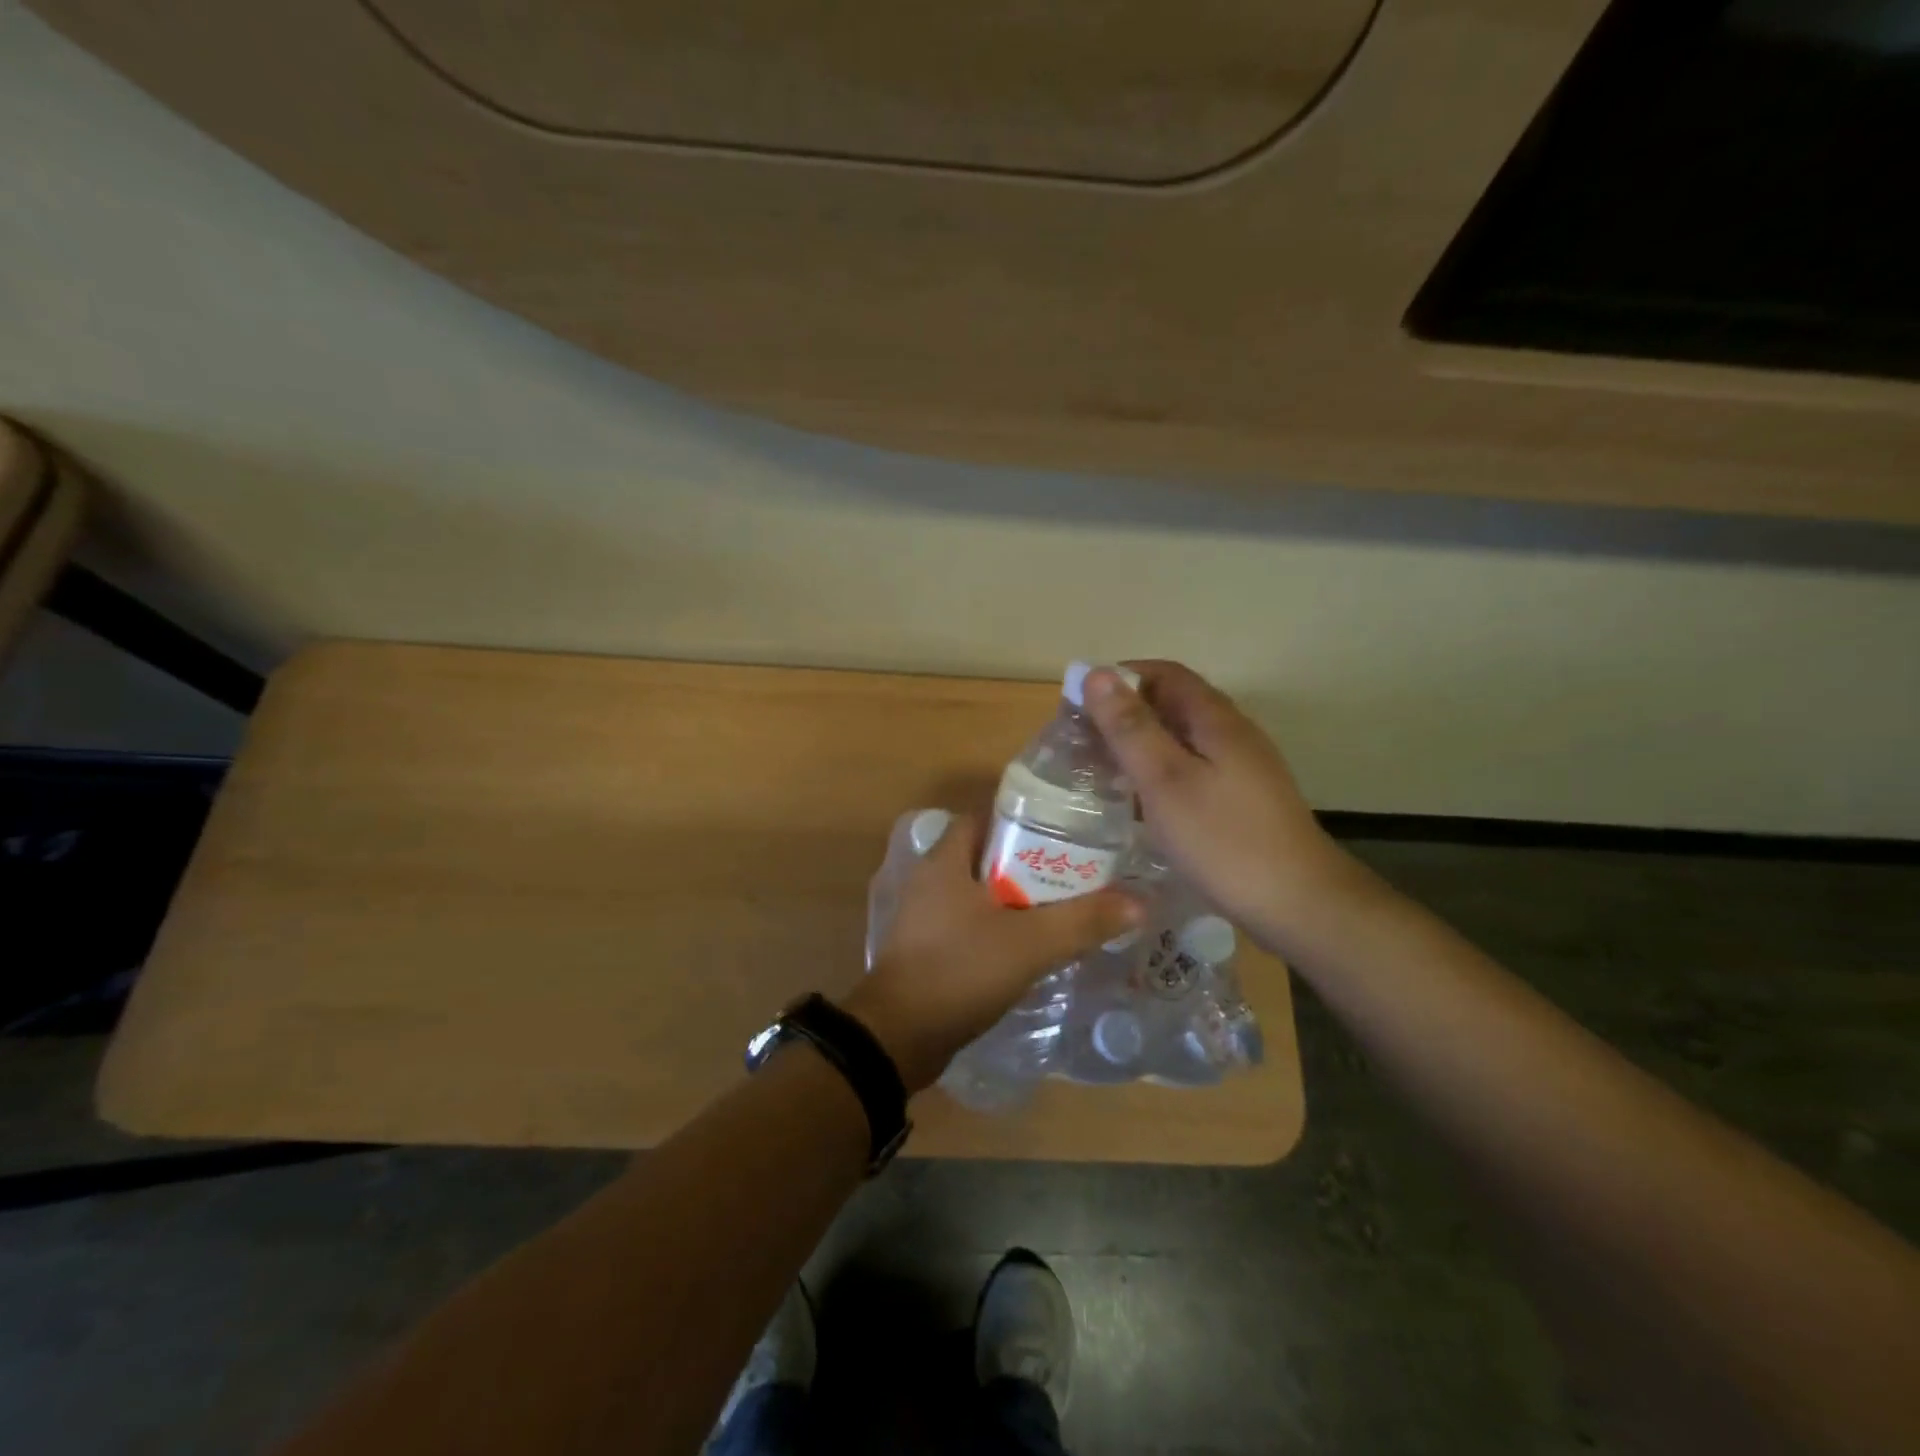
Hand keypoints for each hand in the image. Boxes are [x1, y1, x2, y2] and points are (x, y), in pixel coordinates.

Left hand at [843, 812, 1141, 1092]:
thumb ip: (1083, 921)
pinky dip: (1002, 928)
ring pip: (982, 894)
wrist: (898, 1037)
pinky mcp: (929, 949)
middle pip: (988, 856)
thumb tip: (1140, 902)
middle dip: (1030, 862)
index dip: (1024, 818)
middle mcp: (932, 880)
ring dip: (1018, 899)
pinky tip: (1033, 946)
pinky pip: (972, 925)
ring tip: (1064, 908)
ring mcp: (926, 916)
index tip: (1065, 830)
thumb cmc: (959, 970)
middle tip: (1076, 873)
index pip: (986, 817)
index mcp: (946, 860)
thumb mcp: (1029, 943)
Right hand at [1082, 661, 1370, 951]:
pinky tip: (1138, 804)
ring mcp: (1241, 770)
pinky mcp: (1240, 802)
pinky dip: (1158, 775)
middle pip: (1173, 705)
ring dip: (1139, 746)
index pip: (1164, 674)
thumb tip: (1097, 674)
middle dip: (1124, 713)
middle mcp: (1232, 735)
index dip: (1120, 677)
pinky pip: (1190, 772)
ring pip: (1181, 741)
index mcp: (1216, 719)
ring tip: (1099, 770)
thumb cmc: (1223, 839)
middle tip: (1080, 741)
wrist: (1299, 905)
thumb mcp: (1165, 780)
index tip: (1078, 701)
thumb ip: (1130, 728)